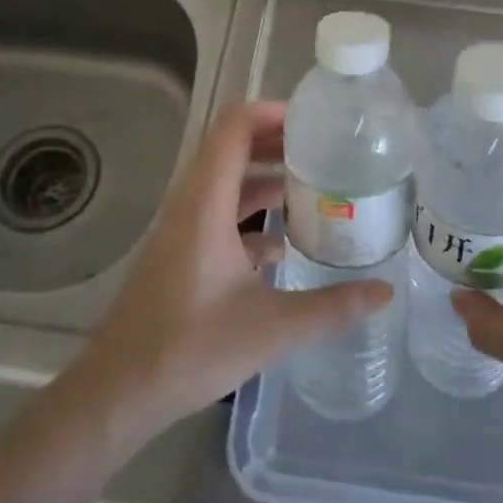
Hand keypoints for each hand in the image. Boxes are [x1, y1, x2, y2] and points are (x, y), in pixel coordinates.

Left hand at [80, 101, 392, 432]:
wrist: (118, 391)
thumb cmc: (189, 348)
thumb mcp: (271, 328)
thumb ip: (331, 307)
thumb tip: (384, 292)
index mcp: (206, 202)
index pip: (234, 127)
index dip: (271, 112)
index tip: (313, 121)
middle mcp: (191, 204)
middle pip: (232, 148)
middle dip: (277, 141)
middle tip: (324, 150)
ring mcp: (182, 228)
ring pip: (226, 183)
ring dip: (265, 178)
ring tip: (312, 188)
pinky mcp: (180, 253)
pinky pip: (219, 214)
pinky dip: (250, 214)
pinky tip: (282, 245)